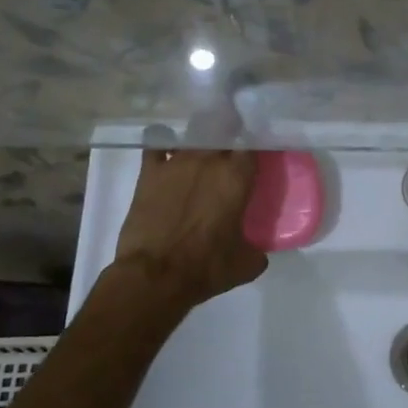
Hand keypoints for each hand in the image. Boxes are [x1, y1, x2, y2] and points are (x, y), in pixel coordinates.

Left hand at [114, 148, 267, 308]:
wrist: (155, 275)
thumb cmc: (206, 266)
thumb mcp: (246, 263)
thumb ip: (257, 249)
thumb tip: (258, 250)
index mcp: (237, 177)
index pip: (252, 145)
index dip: (254, 146)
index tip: (254, 154)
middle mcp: (209, 160)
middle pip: (223, 131)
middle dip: (229, 135)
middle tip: (231, 149)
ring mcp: (176, 162)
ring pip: (193, 135)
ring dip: (200, 140)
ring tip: (203, 149)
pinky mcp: (149, 172)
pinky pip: (157, 144)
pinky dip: (164, 142)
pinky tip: (168, 149)